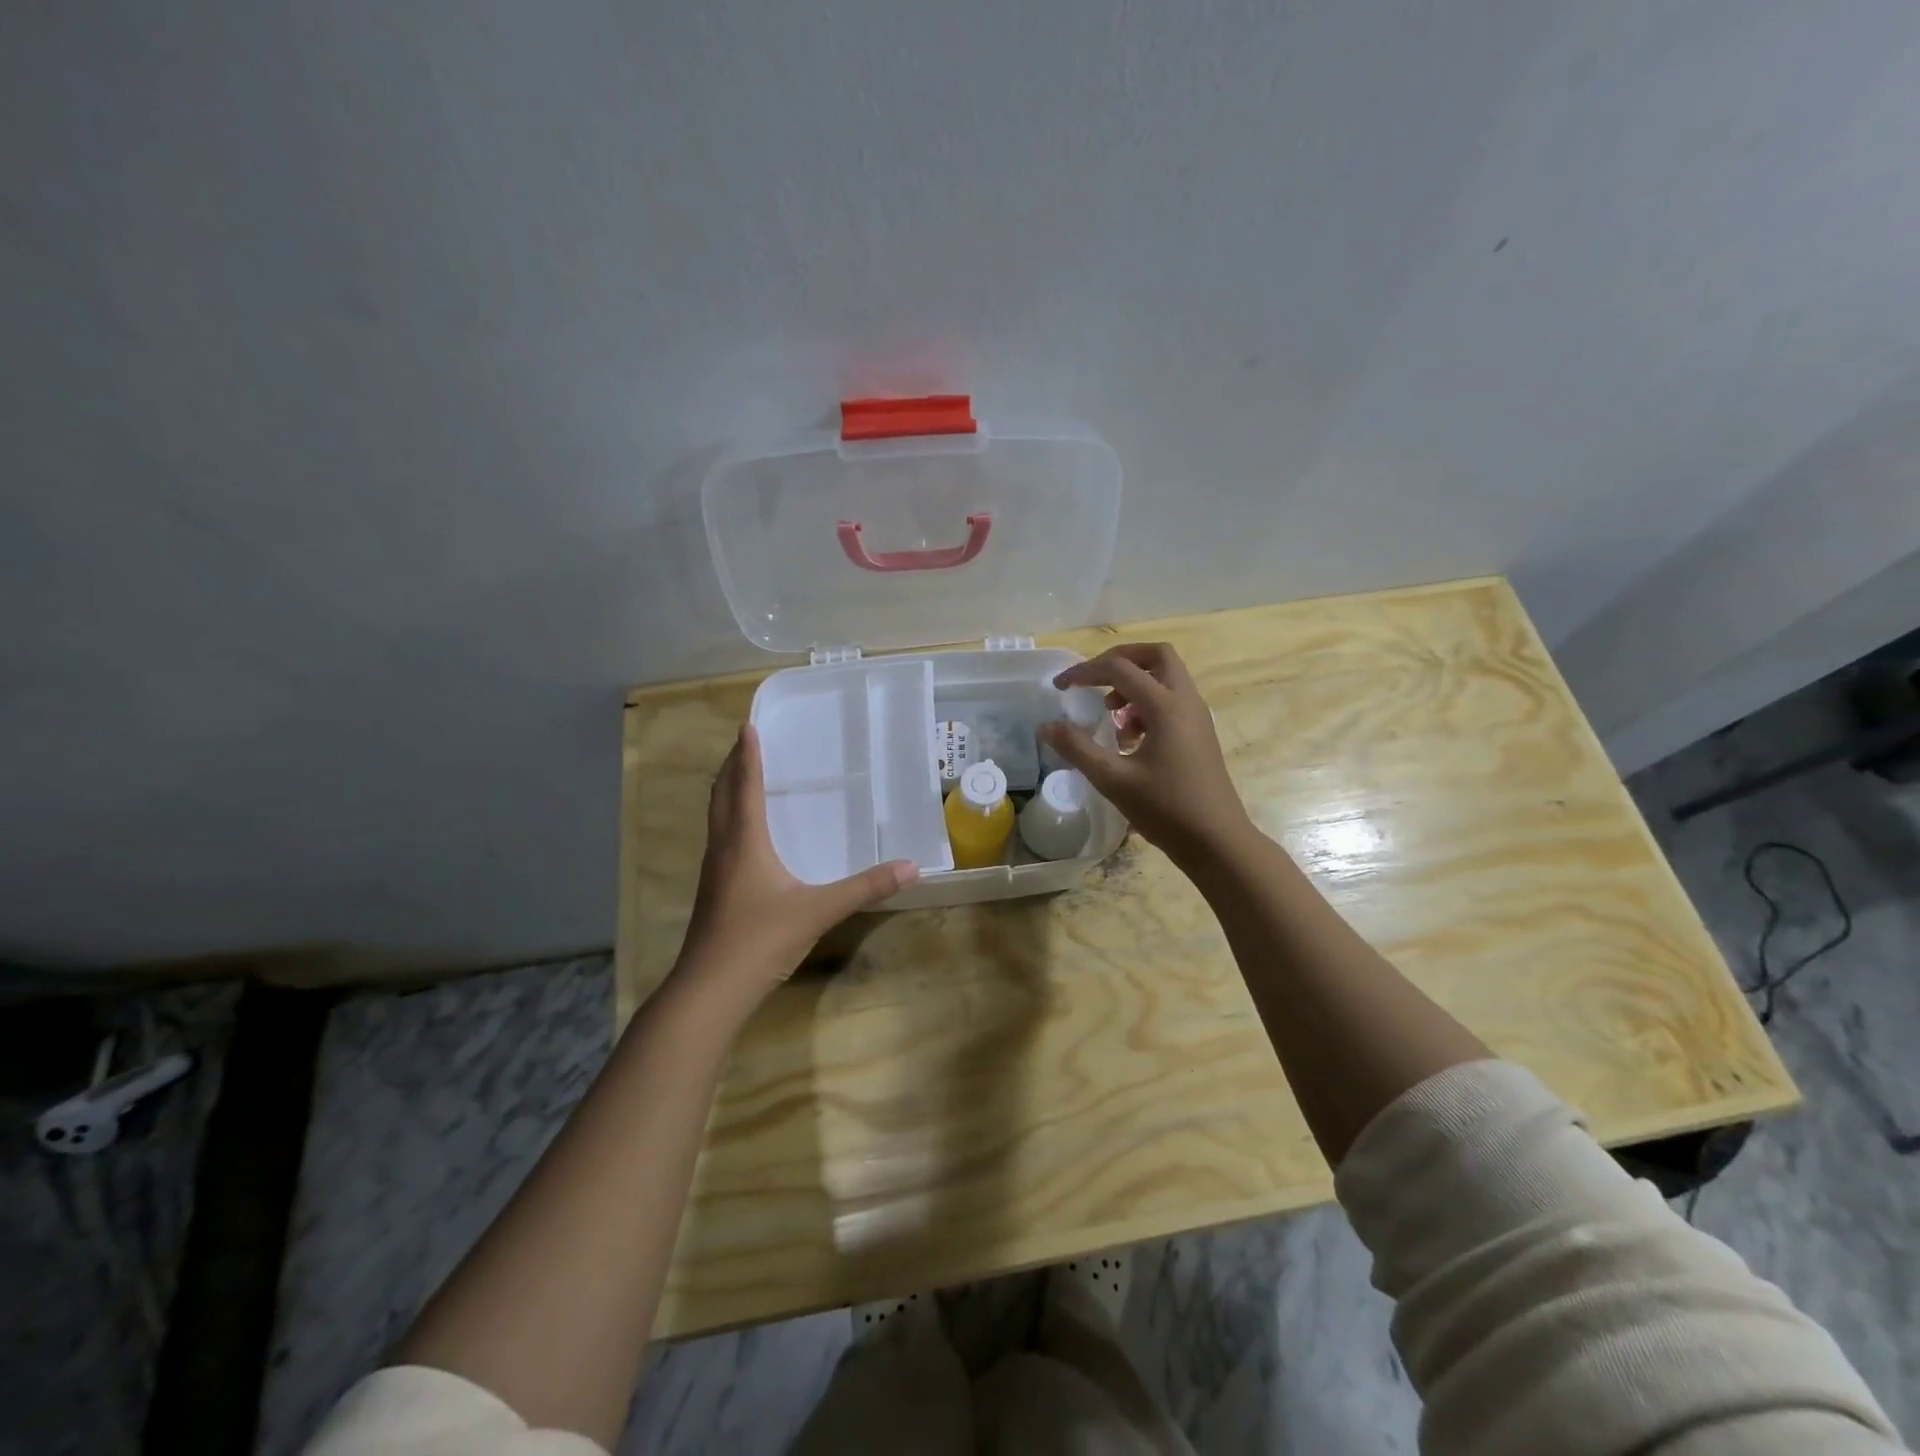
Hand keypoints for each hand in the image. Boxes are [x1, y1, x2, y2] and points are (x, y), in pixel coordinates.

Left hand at [676, 725, 916, 1005]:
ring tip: (741, 778)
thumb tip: (911, 867)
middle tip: (743, 744)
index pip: (745, 786)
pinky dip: (729, 820)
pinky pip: (719, 840)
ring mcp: (713, 872)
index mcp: (744, 842)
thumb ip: (865, 888)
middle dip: (730, 767)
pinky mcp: (713, 892)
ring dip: (726, 792)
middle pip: (721, 796)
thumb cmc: (760, 940)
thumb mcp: (818, 911)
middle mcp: (723, 849)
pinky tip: (745, 836)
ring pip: (716, 819)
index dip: (747, 756)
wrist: (710, 990)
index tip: (748, 727)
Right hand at [1038, 642, 1252, 867]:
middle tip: (1093, 680)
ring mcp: (1197, 716)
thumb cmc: (1166, 809)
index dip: (1085, 672)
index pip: (1119, 668)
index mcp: (1165, 706)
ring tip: (1109, 714)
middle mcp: (1185, 701)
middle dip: (1120, 659)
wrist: (1217, 842)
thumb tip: (1046, 726)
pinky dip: (1147, 704)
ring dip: (1135, 683)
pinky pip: (1172, 700)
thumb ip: (1078, 749)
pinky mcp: (1199, 733)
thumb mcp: (1113, 780)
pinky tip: (1129, 738)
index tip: (1059, 687)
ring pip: (1166, 677)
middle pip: (1156, 656)